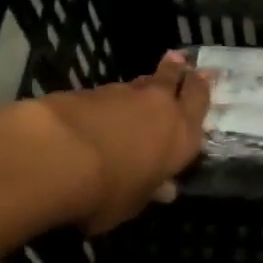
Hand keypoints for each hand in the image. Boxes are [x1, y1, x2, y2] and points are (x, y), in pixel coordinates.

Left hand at [34, 51, 211, 232]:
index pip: (199, 102)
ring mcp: (123, 94)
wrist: (58, 155)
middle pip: (174, 78)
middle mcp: (159, 107)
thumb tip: (164, 190)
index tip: (204, 76)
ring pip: (141, 84)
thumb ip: (150, 190)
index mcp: (182, 135)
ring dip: (144, 86)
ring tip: (143, 87)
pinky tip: (102, 108)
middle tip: (182, 60)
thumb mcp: (134, 203)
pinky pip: (109, 92)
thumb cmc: (109, 191)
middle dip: (179, 70)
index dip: (201, 89)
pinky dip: (110, 99)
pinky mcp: (89, 90)